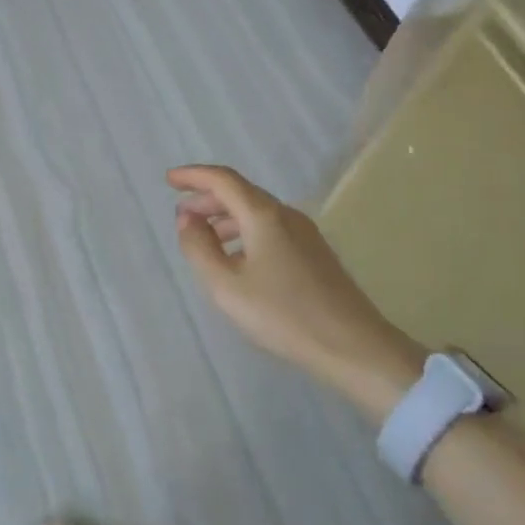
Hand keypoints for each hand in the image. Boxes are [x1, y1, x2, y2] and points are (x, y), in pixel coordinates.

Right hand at [169, 164, 424, 410]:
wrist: (355, 348)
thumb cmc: (283, 316)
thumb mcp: (226, 286)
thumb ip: (199, 248)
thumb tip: (187, 219)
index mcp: (263, 215)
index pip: (222, 180)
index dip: (193, 176)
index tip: (169, 180)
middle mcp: (285, 214)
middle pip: (240, 193)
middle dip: (207, 198)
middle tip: (182, 215)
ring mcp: (304, 233)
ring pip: (256, 212)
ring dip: (225, 217)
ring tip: (204, 237)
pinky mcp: (315, 254)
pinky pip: (270, 228)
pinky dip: (244, 231)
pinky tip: (237, 258)